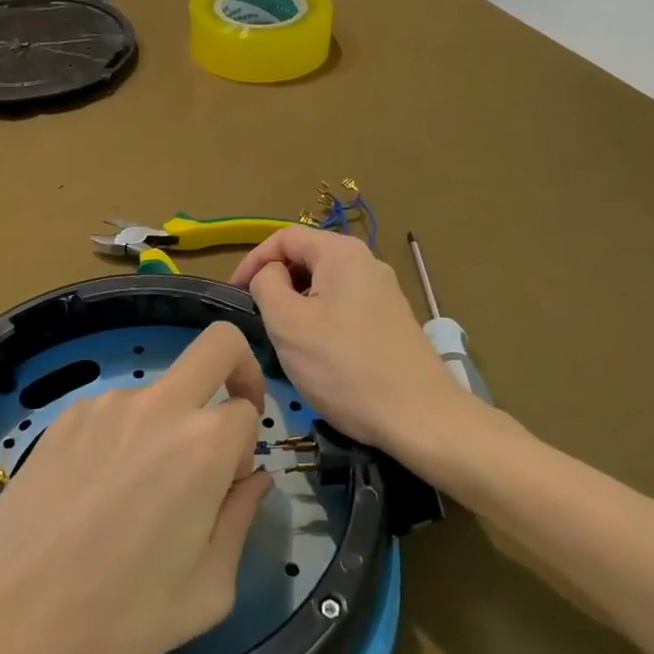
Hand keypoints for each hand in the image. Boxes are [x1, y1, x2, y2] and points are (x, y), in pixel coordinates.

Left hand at [0, 322, 273, 653]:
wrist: (6, 614)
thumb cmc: (119, 614)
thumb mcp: (207, 590)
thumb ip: (241, 521)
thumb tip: (254, 480)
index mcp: (202, 444)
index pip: (249, 410)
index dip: (247, 448)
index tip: (229, 486)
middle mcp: (158, 406)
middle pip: (217, 345)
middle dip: (239, 368)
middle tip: (227, 422)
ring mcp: (105, 405)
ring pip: (161, 391)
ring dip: (168, 426)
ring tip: (137, 496)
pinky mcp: (65, 417)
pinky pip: (114, 412)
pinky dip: (124, 438)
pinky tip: (96, 494)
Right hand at [232, 226, 466, 467]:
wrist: (419, 416)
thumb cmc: (345, 368)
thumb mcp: (288, 324)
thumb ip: (267, 285)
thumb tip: (269, 274)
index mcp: (341, 253)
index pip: (284, 237)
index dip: (252, 260)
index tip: (233, 294)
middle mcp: (367, 262)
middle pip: (307, 258)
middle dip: (276, 283)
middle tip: (257, 318)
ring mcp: (383, 291)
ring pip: (325, 285)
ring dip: (297, 304)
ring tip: (283, 339)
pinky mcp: (391, 319)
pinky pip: (344, 305)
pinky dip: (320, 319)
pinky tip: (316, 353)